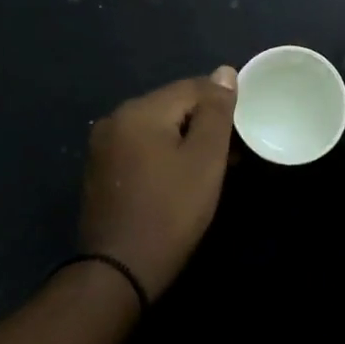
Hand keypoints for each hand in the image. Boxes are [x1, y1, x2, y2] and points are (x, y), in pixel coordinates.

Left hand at [80, 67, 238, 299]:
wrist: (119, 271)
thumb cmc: (170, 211)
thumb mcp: (205, 159)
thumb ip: (216, 112)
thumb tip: (224, 72)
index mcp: (139, 110)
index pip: (193, 87)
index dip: (223, 105)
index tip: (244, 131)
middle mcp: (115, 119)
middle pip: (173, 106)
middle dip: (205, 123)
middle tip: (233, 153)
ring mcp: (103, 146)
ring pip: (157, 128)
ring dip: (186, 140)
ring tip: (213, 167)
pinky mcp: (101, 171)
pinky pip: (141, 148)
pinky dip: (164, 155)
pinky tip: (181, 178)